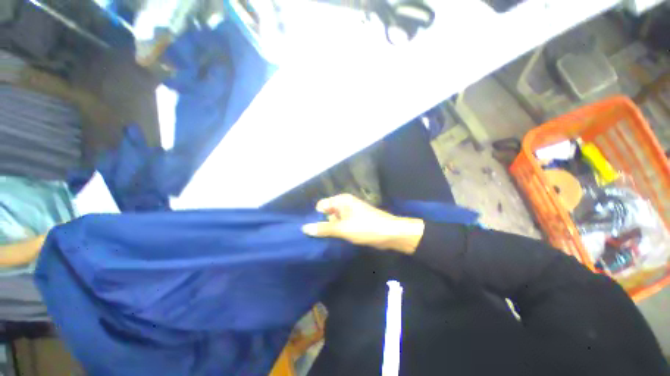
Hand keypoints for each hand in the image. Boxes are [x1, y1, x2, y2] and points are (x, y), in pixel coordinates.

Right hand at [301, 194, 423, 252]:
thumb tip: (304, 228)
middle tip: (324, 237)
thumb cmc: (366, 227)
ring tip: (331, 240)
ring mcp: (350, 213)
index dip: (317, 217)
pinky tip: (337, 240)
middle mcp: (344, 204)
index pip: (321, 206)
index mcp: (341, 200)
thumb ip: (324, 228)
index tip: (316, 230)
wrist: (391, 234)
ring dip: (332, 229)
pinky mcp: (355, 221)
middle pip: (327, 213)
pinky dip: (339, 232)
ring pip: (334, 220)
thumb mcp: (343, 228)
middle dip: (324, 224)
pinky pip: (342, 225)